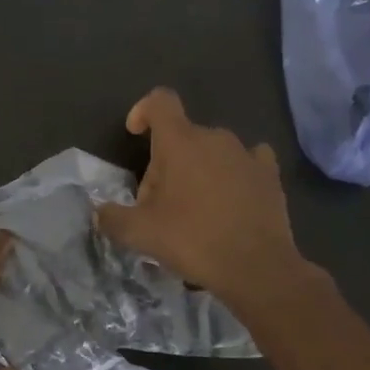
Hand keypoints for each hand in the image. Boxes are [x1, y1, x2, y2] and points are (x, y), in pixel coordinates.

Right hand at [95, 88, 328, 314]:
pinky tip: (230, 198)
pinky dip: (233, 174)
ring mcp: (246, 154)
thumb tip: (100, 212)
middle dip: (165, 163)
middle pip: (181, 137)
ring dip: (197, 170)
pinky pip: (246, 161)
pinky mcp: (270, 175)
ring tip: (194, 209)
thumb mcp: (140, 234)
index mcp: (180, 142)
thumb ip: (112, 218)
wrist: (257, 268)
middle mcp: (215, 138)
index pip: (159, 102)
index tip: (135, 134)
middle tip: (158, 204)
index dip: (143, 111)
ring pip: (211, 151)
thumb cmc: (193, 240)